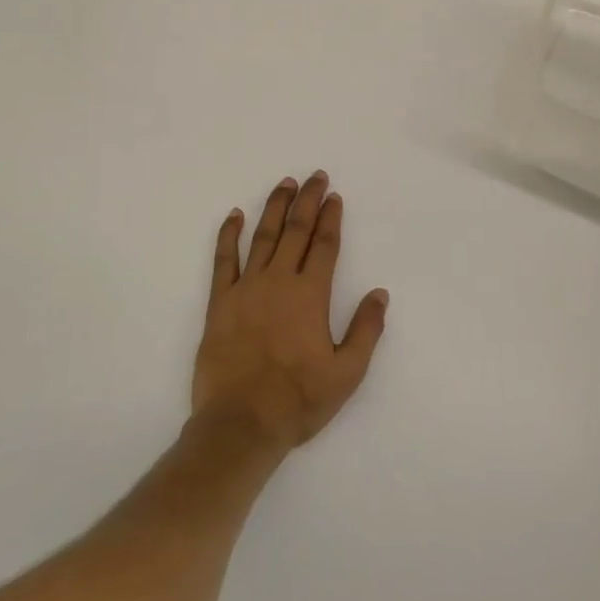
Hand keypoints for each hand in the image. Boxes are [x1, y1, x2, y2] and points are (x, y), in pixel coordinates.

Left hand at [192, 172, 388, 455]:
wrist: (241, 424)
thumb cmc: (298, 400)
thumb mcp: (347, 373)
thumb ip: (366, 330)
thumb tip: (380, 293)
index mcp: (311, 296)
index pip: (325, 246)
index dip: (331, 218)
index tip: (334, 197)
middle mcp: (279, 282)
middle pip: (296, 231)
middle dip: (307, 201)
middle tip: (315, 177)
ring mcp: (246, 288)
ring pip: (263, 236)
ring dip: (275, 207)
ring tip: (284, 183)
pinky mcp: (219, 302)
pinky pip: (223, 260)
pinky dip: (229, 235)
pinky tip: (234, 215)